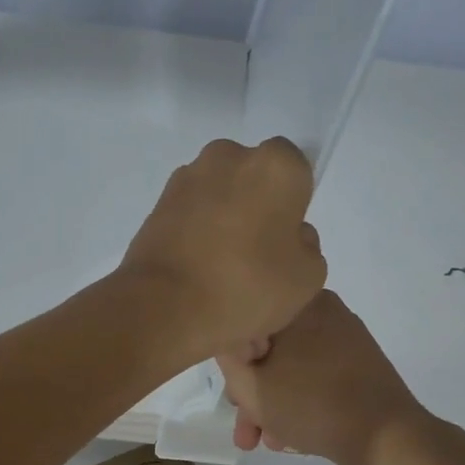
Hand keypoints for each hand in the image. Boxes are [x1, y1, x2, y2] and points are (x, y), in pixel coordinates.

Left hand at [120, 138, 326, 359]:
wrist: (163, 308)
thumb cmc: (247, 287)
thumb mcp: (307, 277)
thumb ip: (307, 245)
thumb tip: (288, 235)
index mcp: (275, 165)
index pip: (295, 171)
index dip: (293, 205)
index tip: (284, 239)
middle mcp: (229, 156)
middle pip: (252, 178)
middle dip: (255, 206)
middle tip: (254, 255)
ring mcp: (187, 177)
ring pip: (218, 194)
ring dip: (222, 219)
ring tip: (220, 270)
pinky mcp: (157, 203)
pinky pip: (190, 213)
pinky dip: (195, 233)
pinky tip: (196, 271)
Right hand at [218, 290, 428, 464]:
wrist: (386, 438)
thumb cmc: (311, 404)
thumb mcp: (251, 385)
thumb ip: (227, 359)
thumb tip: (227, 342)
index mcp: (298, 303)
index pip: (246, 322)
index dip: (231, 363)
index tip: (229, 396)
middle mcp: (324, 311)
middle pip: (270, 349)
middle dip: (252, 392)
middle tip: (245, 429)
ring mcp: (347, 337)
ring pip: (292, 366)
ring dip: (273, 403)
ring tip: (267, 443)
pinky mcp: (361, 364)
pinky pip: (316, 375)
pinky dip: (299, 400)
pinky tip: (292, 436)